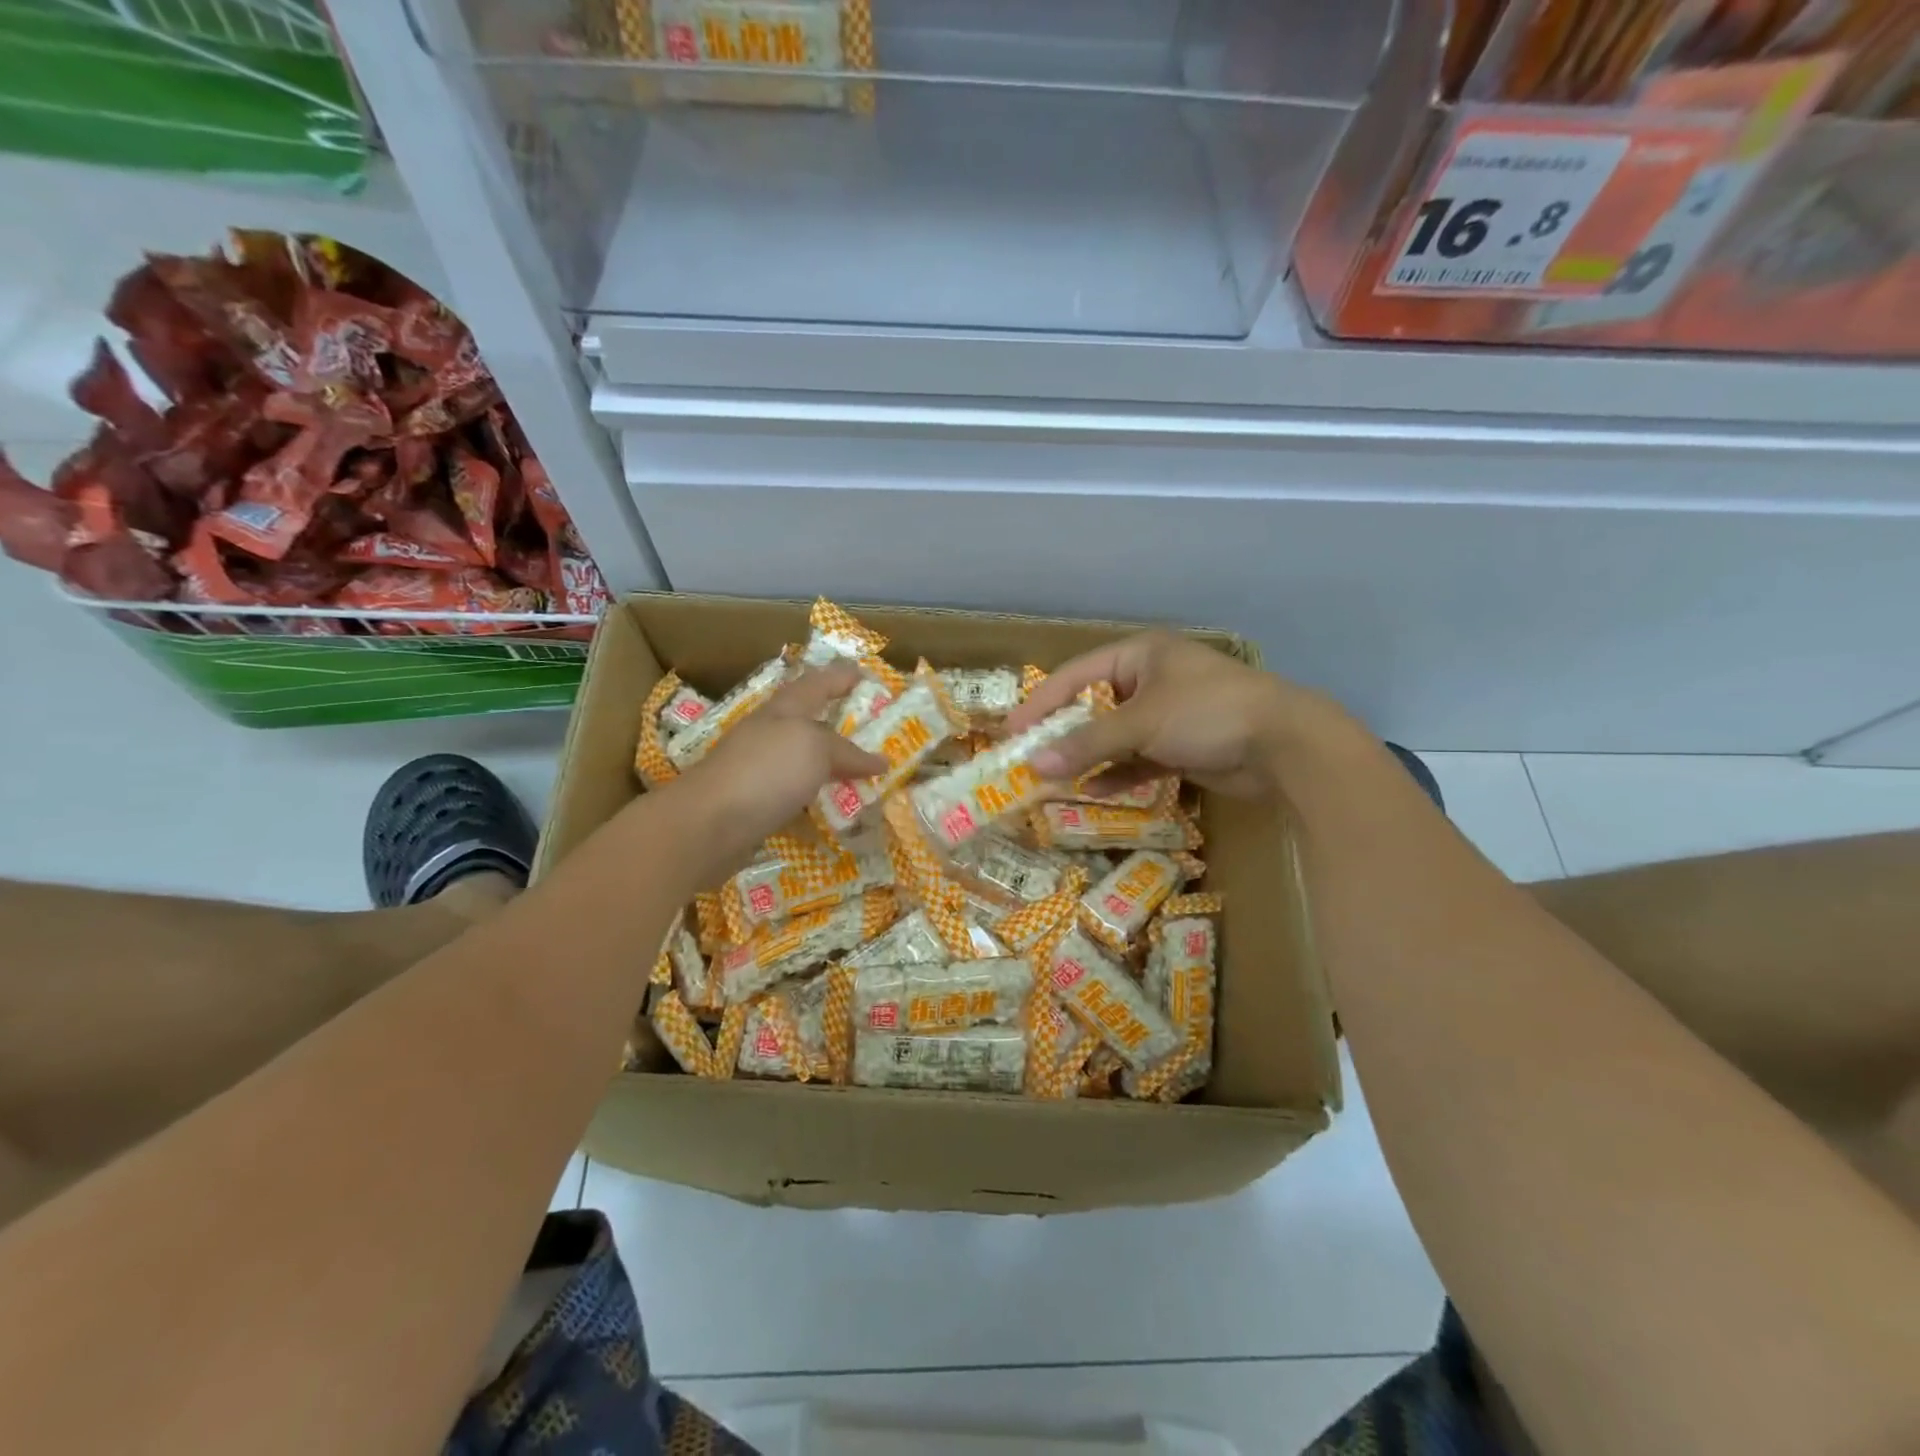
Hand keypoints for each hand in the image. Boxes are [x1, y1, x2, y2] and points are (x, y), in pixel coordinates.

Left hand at [669, 663, 886, 868]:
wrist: (706, 825)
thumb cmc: (765, 771)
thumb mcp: (815, 748)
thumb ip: (847, 751)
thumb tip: (880, 760)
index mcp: (783, 710)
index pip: (816, 683)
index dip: (839, 677)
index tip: (863, 674)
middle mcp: (768, 735)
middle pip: (807, 722)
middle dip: (836, 722)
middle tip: (871, 728)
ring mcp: (758, 771)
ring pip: (801, 762)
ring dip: (828, 766)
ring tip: (860, 774)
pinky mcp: (754, 805)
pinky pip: (794, 798)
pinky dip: (815, 802)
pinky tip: (833, 814)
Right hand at [1005, 631, 1349, 800]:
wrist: (1284, 745)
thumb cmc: (1206, 713)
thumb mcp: (1141, 723)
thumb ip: (1087, 744)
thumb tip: (1035, 766)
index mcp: (1139, 655)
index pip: (1076, 674)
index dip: (1042, 703)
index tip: (1011, 731)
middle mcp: (1150, 680)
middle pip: (1093, 707)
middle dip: (1063, 735)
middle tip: (1027, 759)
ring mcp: (1167, 715)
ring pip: (1114, 737)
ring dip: (1087, 758)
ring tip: (1051, 781)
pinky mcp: (1181, 747)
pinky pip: (1137, 759)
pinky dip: (1117, 774)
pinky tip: (1092, 792)